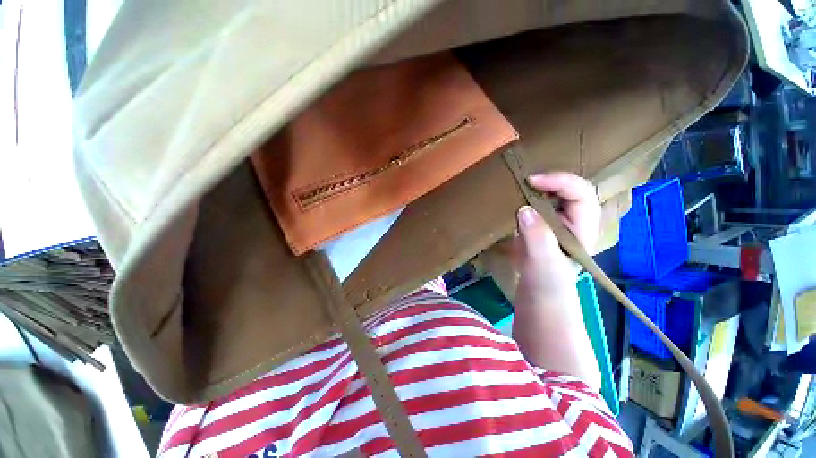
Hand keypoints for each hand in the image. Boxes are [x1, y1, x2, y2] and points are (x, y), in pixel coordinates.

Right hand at [514, 172, 600, 300]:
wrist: (537, 299)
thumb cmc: (546, 285)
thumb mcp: (544, 264)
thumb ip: (538, 238)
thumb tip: (524, 209)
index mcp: (582, 228)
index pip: (581, 194)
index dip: (561, 182)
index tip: (533, 181)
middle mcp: (571, 221)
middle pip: (569, 189)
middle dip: (550, 178)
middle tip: (524, 178)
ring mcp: (553, 223)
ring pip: (551, 195)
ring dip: (536, 186)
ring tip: (517, 182)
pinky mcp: (536, 227)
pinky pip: (534, 204)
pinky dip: (524, 196)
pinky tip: (512, 195)